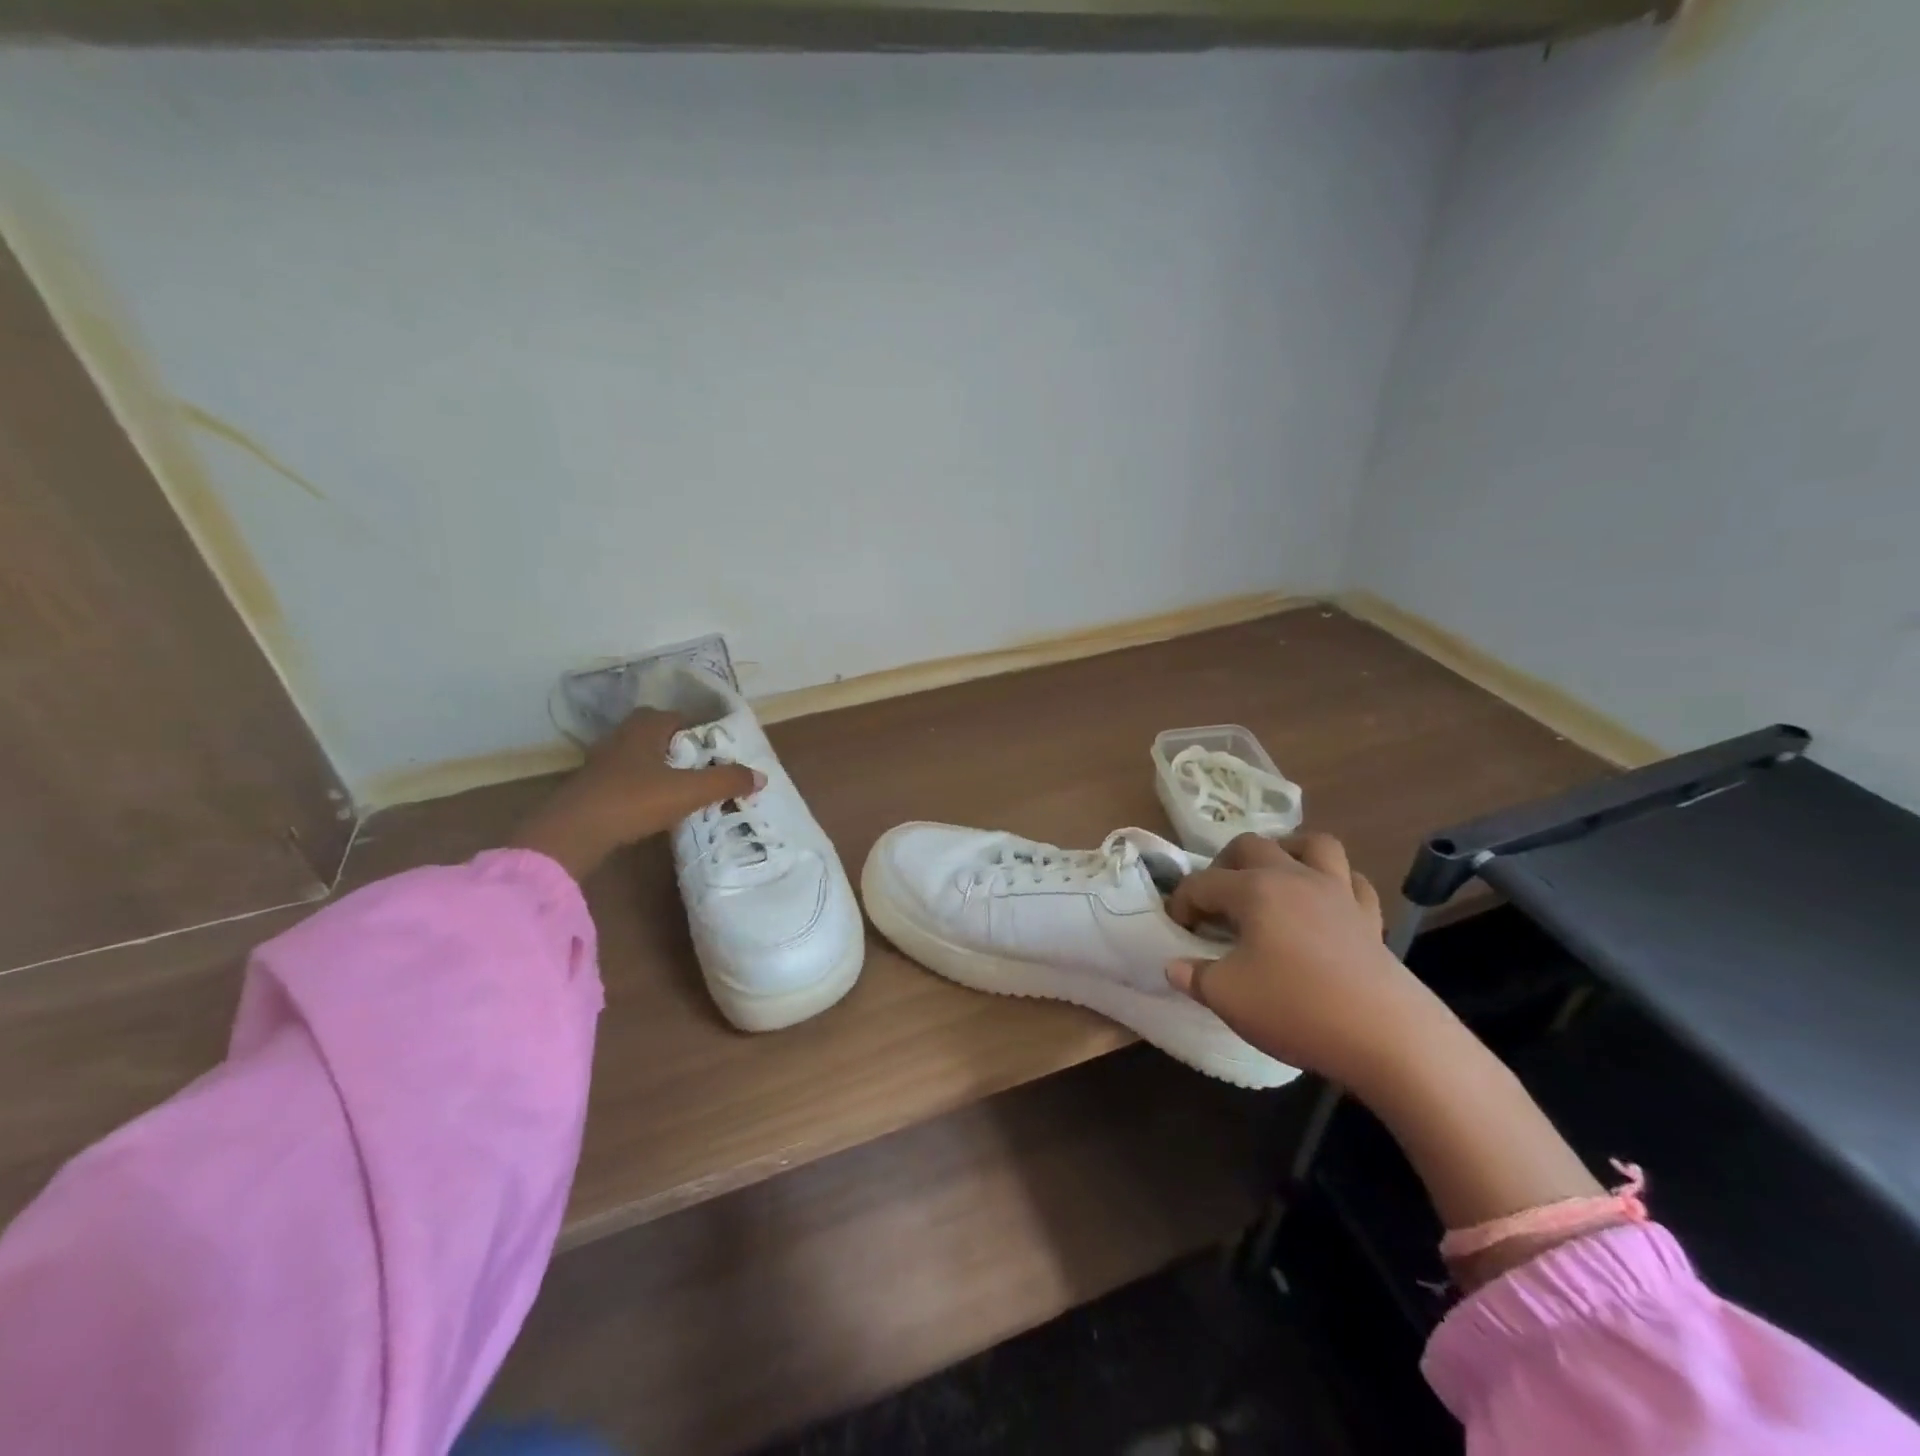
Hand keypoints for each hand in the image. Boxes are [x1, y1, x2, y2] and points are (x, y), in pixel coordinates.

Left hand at [508, 709, 760, 880]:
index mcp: (645, 728)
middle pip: (656, 734)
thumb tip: (761, 776)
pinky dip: (641, 786)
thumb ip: (726, 782)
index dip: (697, 730)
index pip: (676, 717)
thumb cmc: (634, 800)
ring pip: (638, 756)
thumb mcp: (689, 791)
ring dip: (658, 767)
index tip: (715, 749)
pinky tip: (652, 804)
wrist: (574, 832)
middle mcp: (621, 736)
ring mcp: (602, 762)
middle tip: (700, 767)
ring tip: (681, 787)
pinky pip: (624, 778)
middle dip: (678, 747)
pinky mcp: (591, 787)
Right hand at [1164, 833, 1441, 1090]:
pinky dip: (1334, 883)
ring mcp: (1337, 893)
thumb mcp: (1227, 997)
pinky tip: (1323, 904)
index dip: (1182, 902)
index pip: (1203, 883)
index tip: (1177, 928)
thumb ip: (1195, 975)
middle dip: (1224, 865)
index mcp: (1254, 890)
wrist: (1386, 1037)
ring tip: (1273, 877)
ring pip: (1312, 845)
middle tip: (1216, 899)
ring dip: (1287, 851)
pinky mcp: (1369, 918)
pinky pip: (1352, 882)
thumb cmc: (1295, 1008)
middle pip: (1252, 845)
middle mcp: (1294, 877)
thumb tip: (1176, 965)